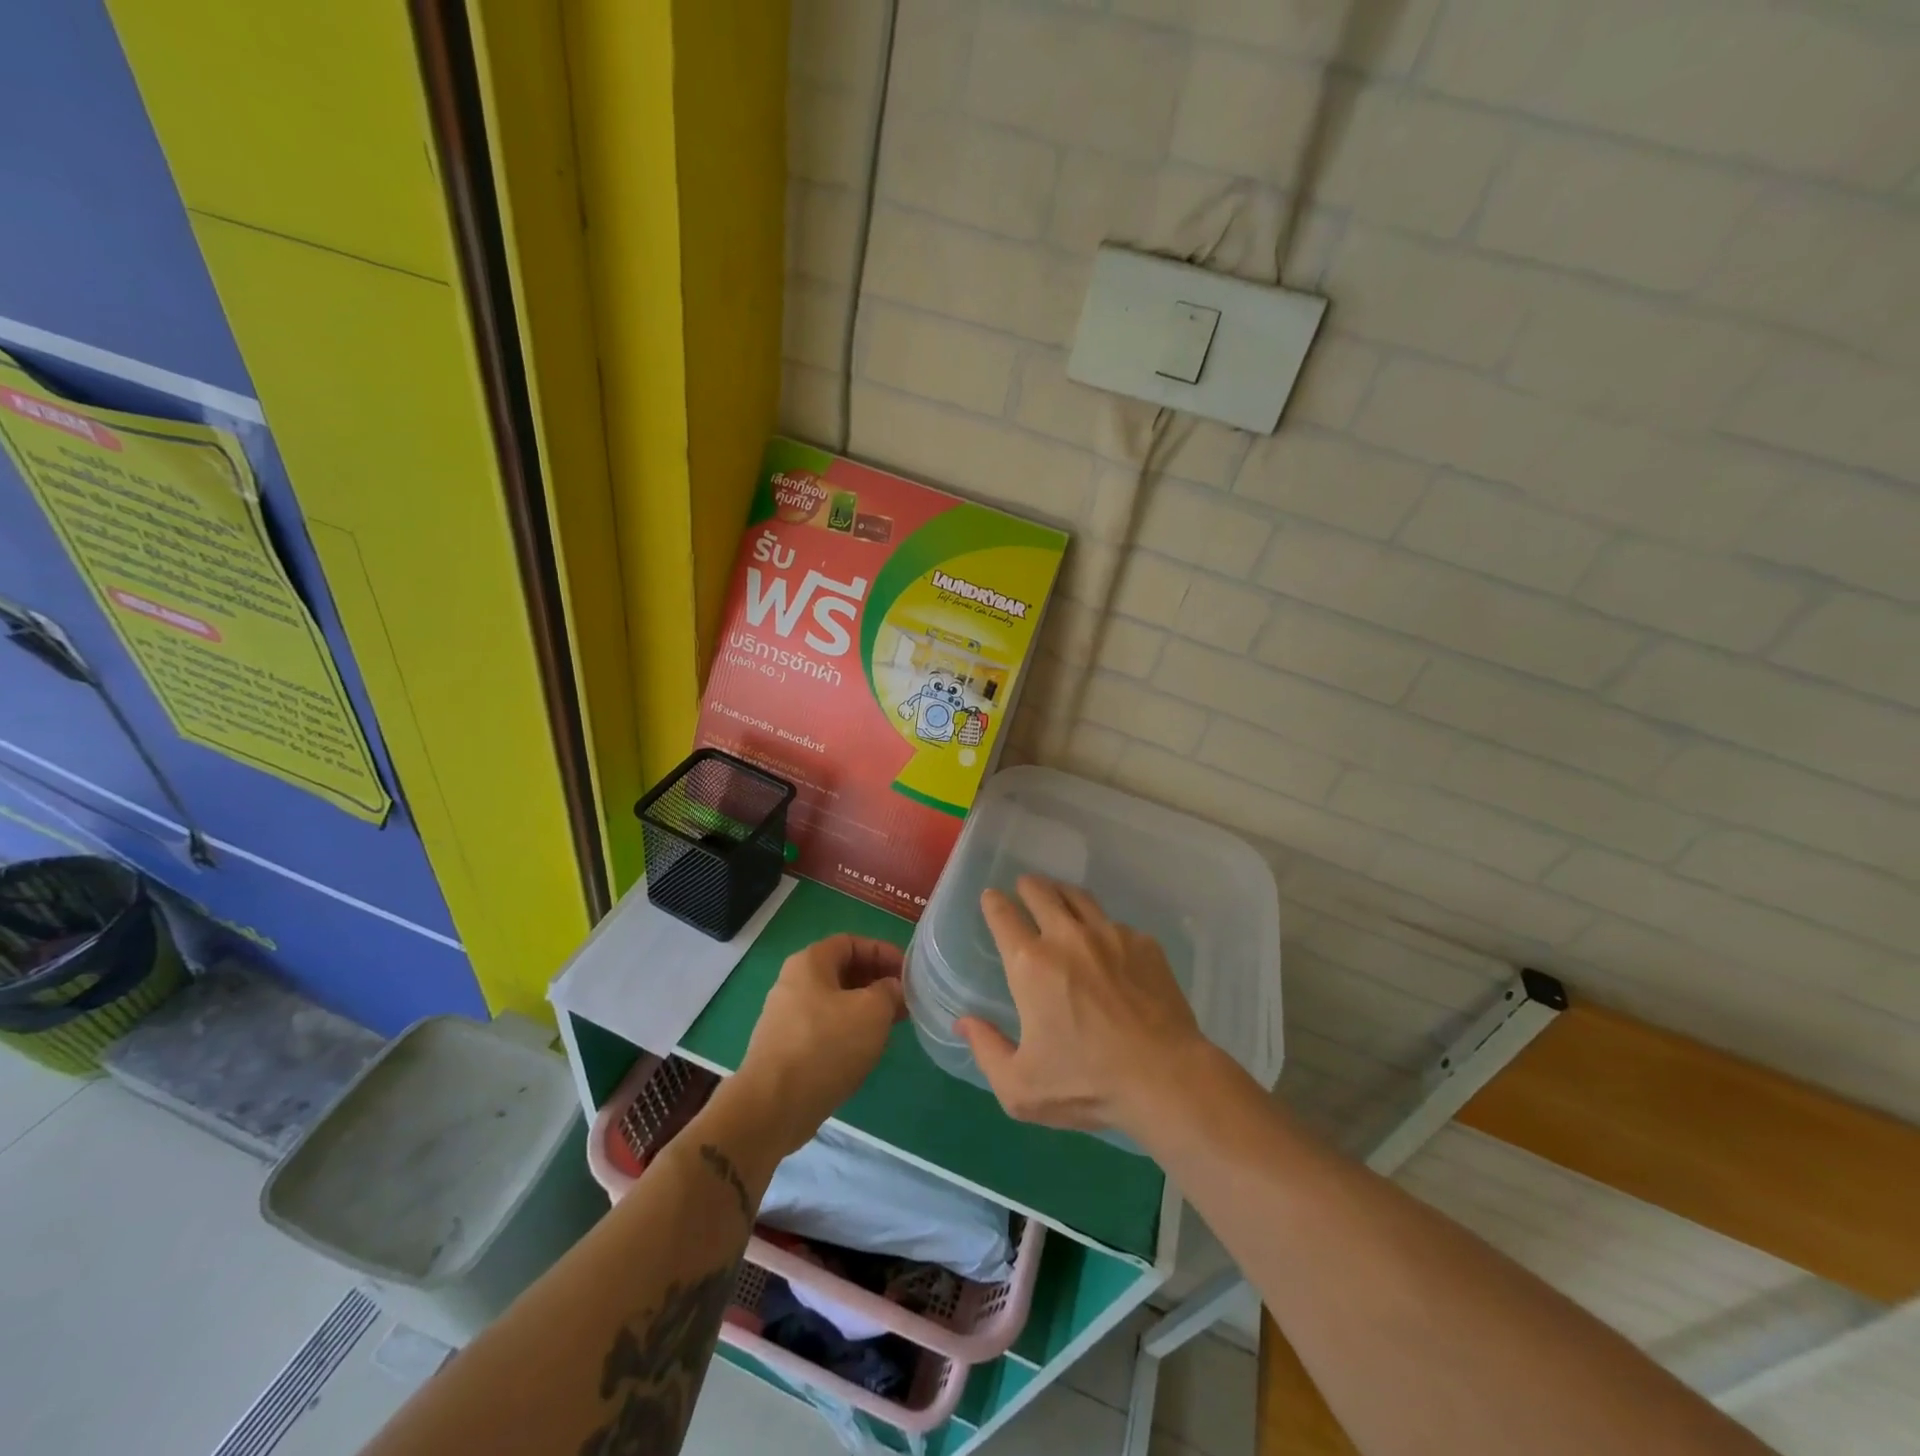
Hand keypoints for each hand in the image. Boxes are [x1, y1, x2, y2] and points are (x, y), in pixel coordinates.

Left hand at [733, 935, 905, 1155]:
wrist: (773, 1107)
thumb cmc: (826, 1046)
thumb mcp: (872, 1011)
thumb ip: (889, 991)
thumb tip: (891, 988)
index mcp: (810, 962)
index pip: (852, 943)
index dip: (883, 952)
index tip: (908, 973)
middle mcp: (793, 982)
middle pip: (843, 971)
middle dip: (877, 982)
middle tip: (905, 1000)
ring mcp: (786, 1016)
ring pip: (835, 1002)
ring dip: (866, 1008)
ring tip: (892, 1026)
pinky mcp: (785, 1047)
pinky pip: (824, 1027)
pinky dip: (848, 1031)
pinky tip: (865, 1051)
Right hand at [956, 876, 1211, 1138]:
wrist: (1165, 1078)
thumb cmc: (1086, 1084)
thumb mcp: (1020, 1087)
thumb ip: (985, 1050)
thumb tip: (964, 1021)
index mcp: (1030, 964)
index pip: (1003, 915)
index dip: (993, 902)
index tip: (991, 898)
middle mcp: (1067, 936)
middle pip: (1041, 891)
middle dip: (1027, 886)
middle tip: (1024, 888)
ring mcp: (1110, 935)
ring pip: (1079, 897)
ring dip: (1062, 894)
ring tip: (1060, 898)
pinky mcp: (1143, 943)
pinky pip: (1115, 924)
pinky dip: (1102, 927)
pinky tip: (1107, 946)